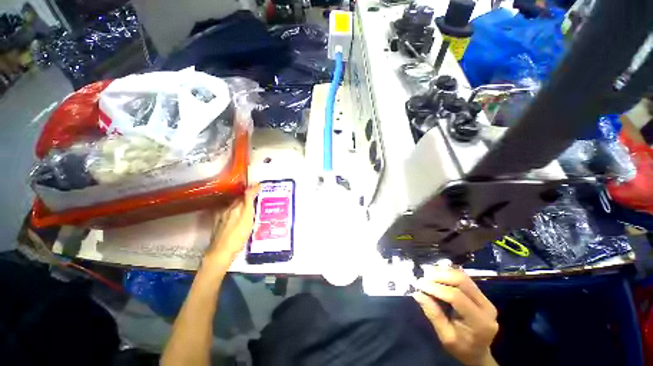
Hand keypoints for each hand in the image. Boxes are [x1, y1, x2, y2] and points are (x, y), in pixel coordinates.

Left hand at [205, 185, 259, 266]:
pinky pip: (229, 213)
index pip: (246, 194)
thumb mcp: (247, 218)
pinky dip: (235, 211)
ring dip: (241, 203)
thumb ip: (248, 202)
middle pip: (239, 199)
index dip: (253, 189)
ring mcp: (222, 217)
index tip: (259, 185)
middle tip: (256, 195)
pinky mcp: (219, 224)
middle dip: (247, 195)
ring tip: (249, 206)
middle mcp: (228, 209)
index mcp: (236, 207)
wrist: (221, 251)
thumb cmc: (238, 235)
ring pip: (234, 206)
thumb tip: (250, 188)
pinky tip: (238, 216)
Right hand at [412, 268, 498, 365]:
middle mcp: (486, 307)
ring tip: (427, 274)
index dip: (436, 288)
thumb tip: (417, 294)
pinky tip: (437, 275)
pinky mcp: (481, 295)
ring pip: (463, 276)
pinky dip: (448, 273)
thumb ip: (434, 315)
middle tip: (423, 278)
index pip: (457, 297)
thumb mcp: (446, 337)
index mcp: (480, 322)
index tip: (419, 285)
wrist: (478, 353)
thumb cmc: (461, 348)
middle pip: (462, 281)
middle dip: (439, 276)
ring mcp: (486, 299)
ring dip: (443, 272)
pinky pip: (464, 278)